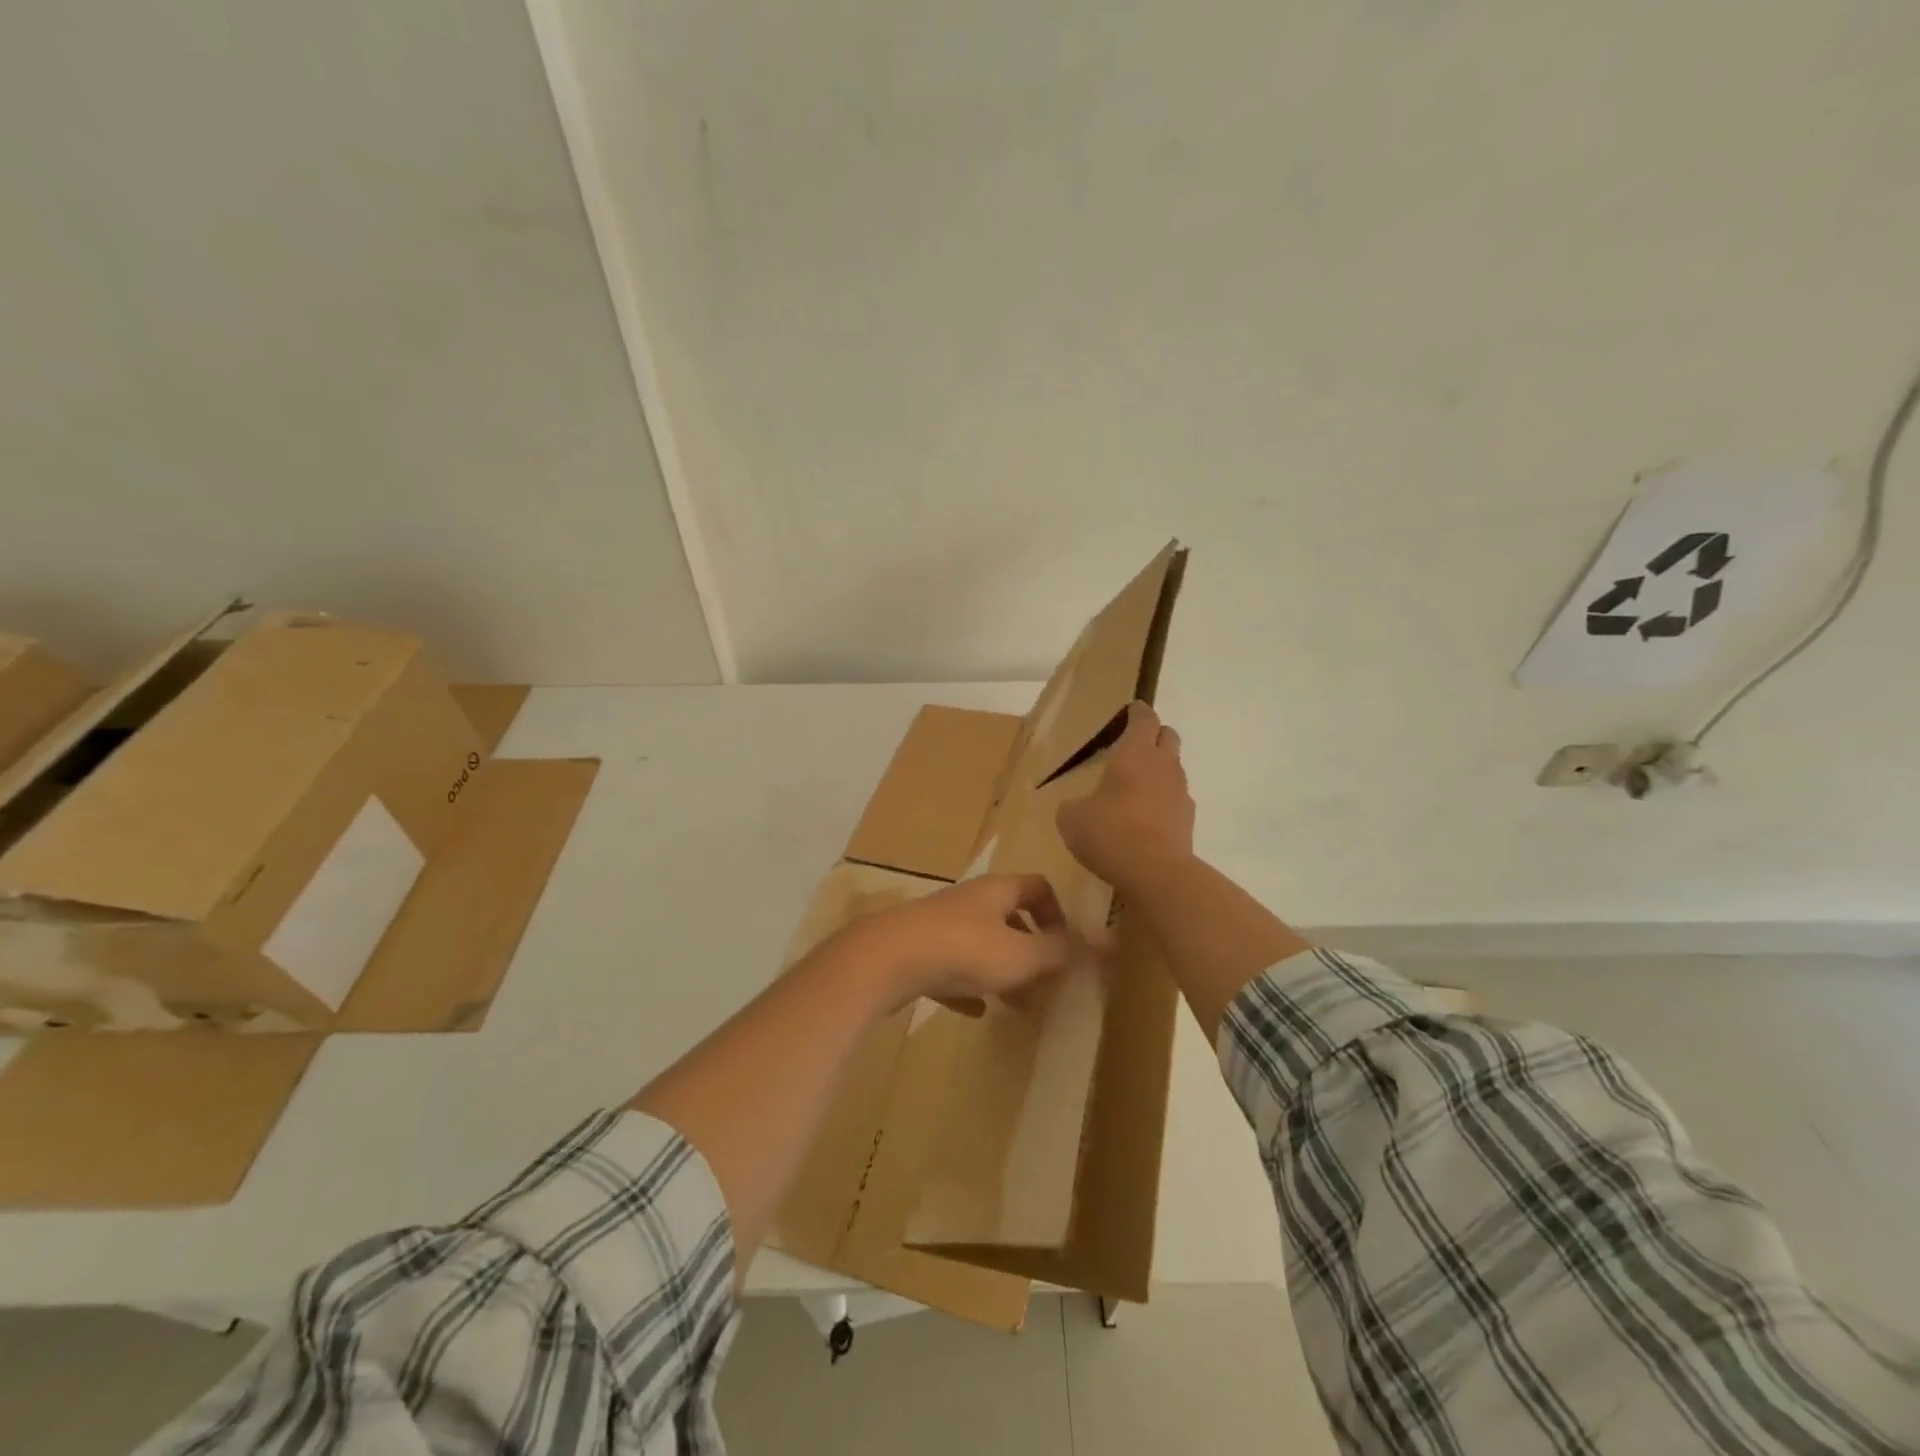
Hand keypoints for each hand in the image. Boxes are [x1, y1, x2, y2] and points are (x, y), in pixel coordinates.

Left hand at [830, 874, 1081, 1012]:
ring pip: (980, 944)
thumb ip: (1061, 952)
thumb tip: (1104, 943)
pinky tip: (973, 1010)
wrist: (887, 959)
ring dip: (1000, 971)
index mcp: (997, 891)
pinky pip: (950, 966)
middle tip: (1044, 982)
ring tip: (1017, 1004)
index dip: (1057, 913)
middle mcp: (969, 901)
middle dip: (1030, 950)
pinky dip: (966, 986)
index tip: (1065, 946)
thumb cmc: (963, 951)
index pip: (1037, 887)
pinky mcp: (916, 951)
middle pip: (1008, 917)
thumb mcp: (1022, 955)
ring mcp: (939, 925)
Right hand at [1056, 701, 1195, 893]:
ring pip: (1174, 769)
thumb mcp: (1072, 817)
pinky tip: (1147, 817)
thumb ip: (1074, 805)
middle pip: (1168, 736)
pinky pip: (1177, 800)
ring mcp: (1180, 793)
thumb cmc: (1109, 832)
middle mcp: (1163, 765)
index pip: (1143, 719)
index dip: (1138, 712)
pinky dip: (1164, 801)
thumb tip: (1078, 807)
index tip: (1132, 708)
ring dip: (1160, 770)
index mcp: (1135, 753)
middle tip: (1136, 744)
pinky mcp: (1188, 821)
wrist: (1154, 872)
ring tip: (1138, 785)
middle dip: (1155, 735)